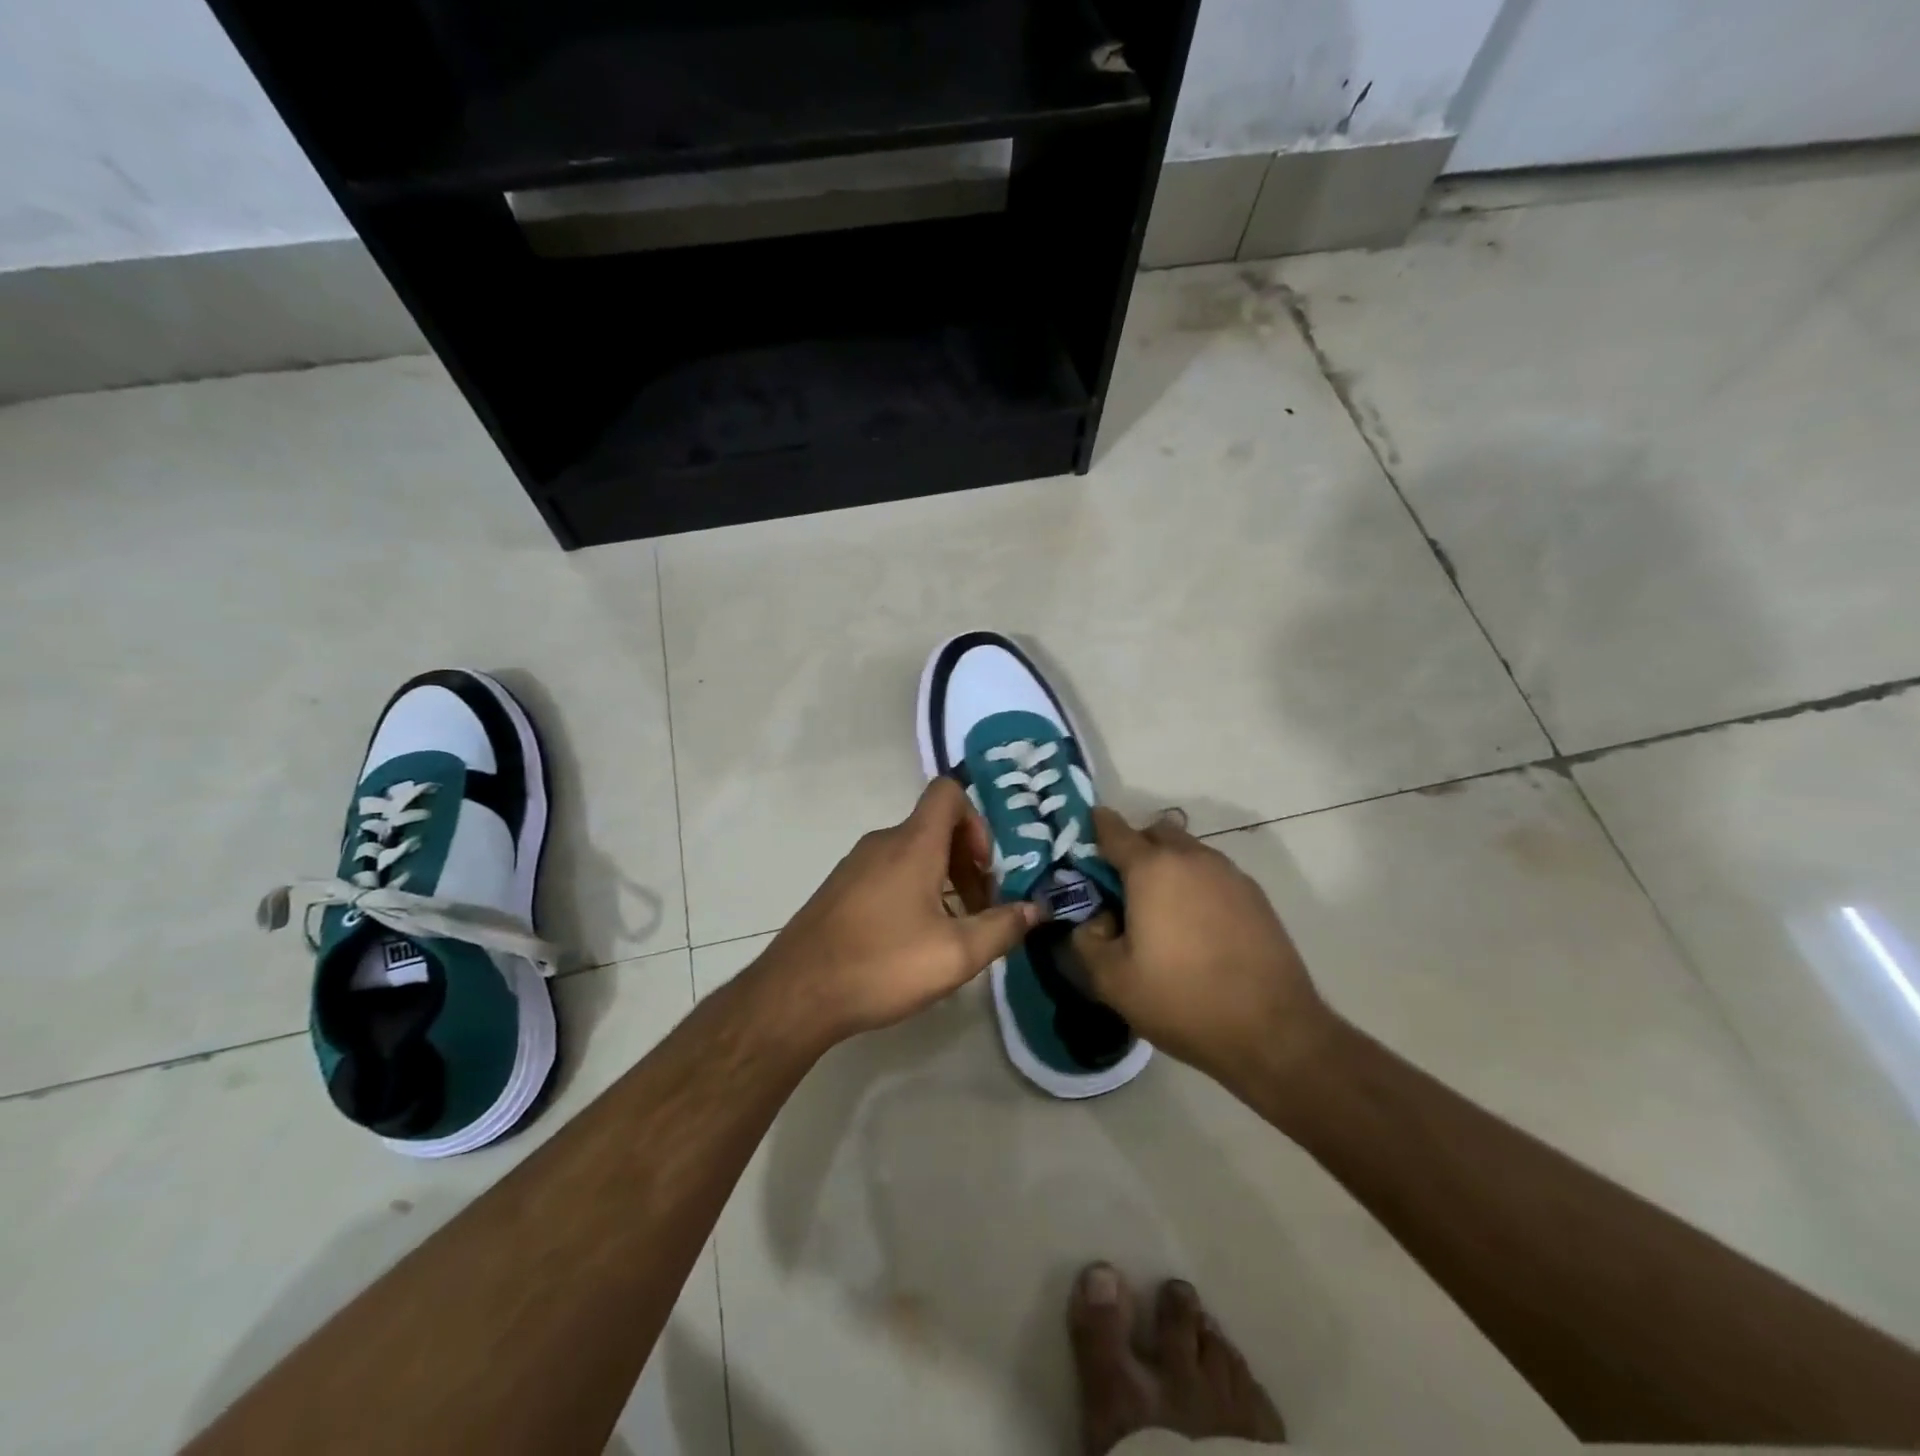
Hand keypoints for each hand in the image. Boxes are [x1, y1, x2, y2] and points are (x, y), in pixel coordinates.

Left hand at [756, 777, 1039, 1045]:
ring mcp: (856, 864)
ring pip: (912, 853)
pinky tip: (911, 940)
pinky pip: (888, 871)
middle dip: (966, 862)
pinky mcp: (840, 887)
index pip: (948, 792)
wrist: (796, 993)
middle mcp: (883, 842)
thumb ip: (1002, 928)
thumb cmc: (882, 965)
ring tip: (950, 931)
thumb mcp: (956, 955)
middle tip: (979, 910)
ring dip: (942, 880)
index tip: (985, 868)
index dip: (977, 820)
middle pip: (935, 828)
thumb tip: (1035, 910)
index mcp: (913, 844)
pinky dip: (912, 890)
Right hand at [1071, 808, 1335, 1090]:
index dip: (1094, 828)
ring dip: (1168, 867)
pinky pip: (1213, 875)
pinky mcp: (1256, 896)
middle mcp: (1192, 858)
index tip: (1083, 840)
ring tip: (1160, 912)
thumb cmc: (1182, 1000)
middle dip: (1135, 848)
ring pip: (1188, 852)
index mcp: (1152, 869)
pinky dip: (1196, 886)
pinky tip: (1196, 928)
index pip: (1113, 830)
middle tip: (1121, 887)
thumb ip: (1085, 941)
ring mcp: (1229, 874)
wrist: (1272, 1032)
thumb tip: (1092, 921)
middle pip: (1155, 833)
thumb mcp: (1111, 981)